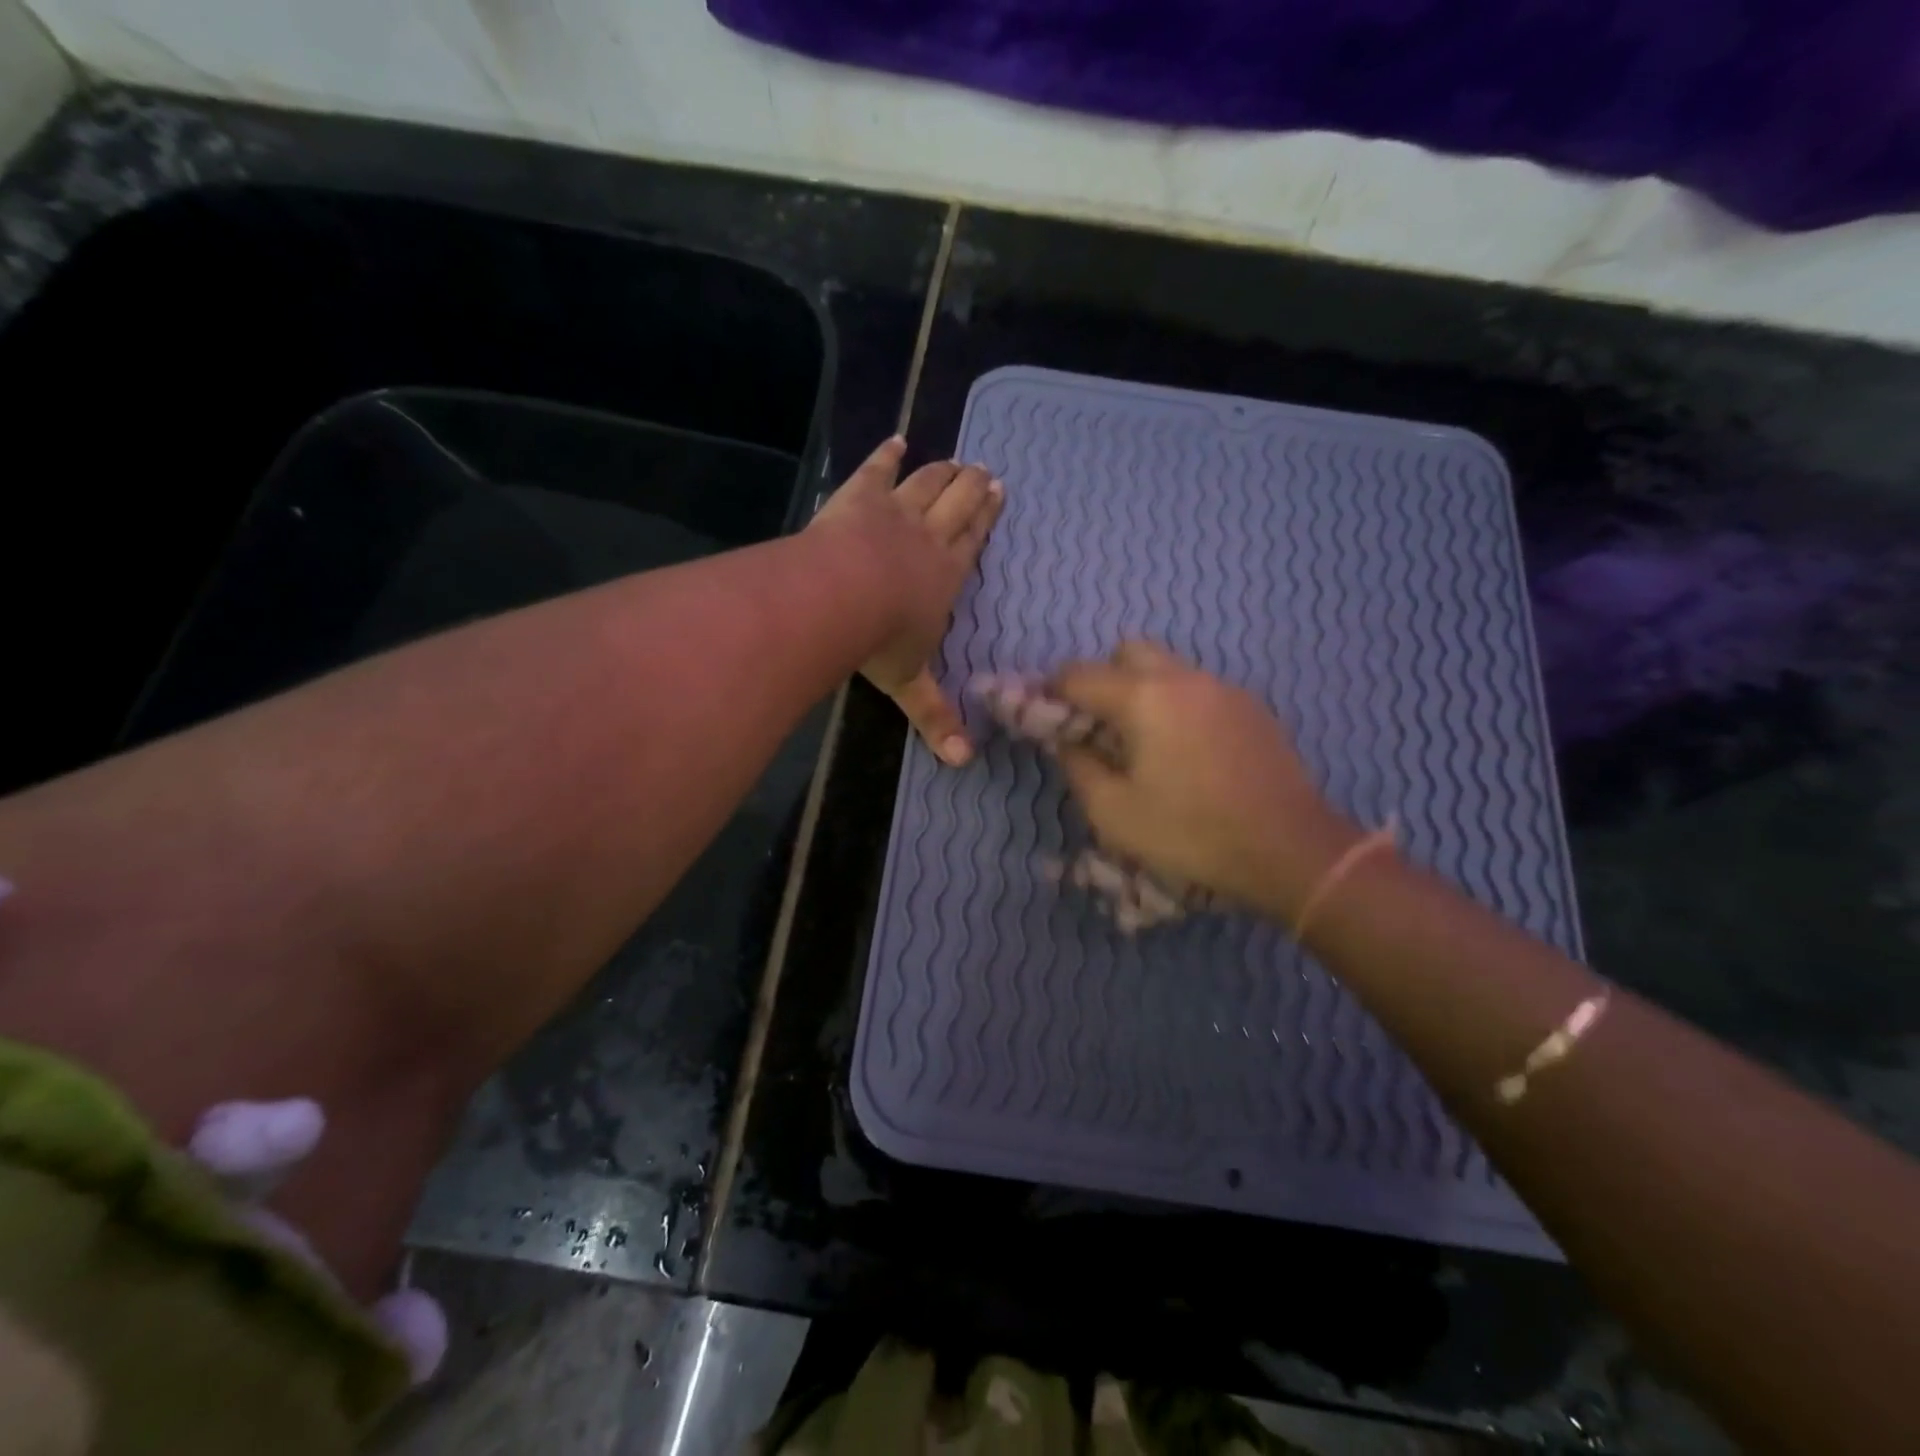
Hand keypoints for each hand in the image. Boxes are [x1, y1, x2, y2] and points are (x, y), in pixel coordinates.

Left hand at [810, 437, 1003, 763]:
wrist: (840, 597)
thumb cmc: (881, 641)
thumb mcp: (911, 685)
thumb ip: (936, 718)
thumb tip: (964, 763)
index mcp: (946, 576)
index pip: (972, 541)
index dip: (986, 518)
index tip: (999, 492)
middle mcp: (928, 537)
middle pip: (956, 504)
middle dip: (971, 487)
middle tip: (984, 470)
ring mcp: (893, 513)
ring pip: (925, 484)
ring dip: (941, 471)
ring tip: (955, 459)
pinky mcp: (858, 498)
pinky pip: (875, 471)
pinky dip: (886, 455)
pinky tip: (895, 440)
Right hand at [1050, 642, 1358, 922]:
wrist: (1289, 848)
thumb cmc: (1191, 833)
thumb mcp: (1114, 813)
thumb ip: (1079, 768)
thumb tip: (1067, 743)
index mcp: (1143, 698)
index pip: (1078, 675)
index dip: (1051, 692)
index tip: (1042, 716)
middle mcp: (1183, 678)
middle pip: (1127, 653)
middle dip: (1101, 679)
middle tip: (1098, 725)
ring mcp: (1222, 688)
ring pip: (1167, 668)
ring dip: (1142, 690)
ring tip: (1143, 742)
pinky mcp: (1251, 707)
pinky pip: (1198, 689)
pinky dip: (1177, 704)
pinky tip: (1186, 751)